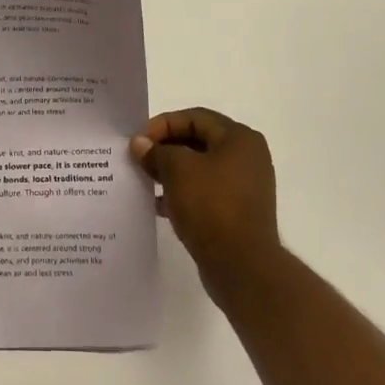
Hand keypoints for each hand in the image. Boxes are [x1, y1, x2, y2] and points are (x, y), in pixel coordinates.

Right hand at [131, 107, 280, 291]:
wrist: (242, 266)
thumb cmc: (211, 206)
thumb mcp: (177, 170)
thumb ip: (156, 151)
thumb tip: (140, 143)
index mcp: (239, 139)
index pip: (195, 117)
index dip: (163, 124)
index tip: (138, 141)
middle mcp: (246, 158)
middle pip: (198, 141)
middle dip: (165, 148)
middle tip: (138, 159)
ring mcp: (243, 187)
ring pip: (199, 169)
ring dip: (170, 172)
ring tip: (143, 180)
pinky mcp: (236, 212)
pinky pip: (204, 193)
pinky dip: (181, 193)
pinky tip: (158, 204)